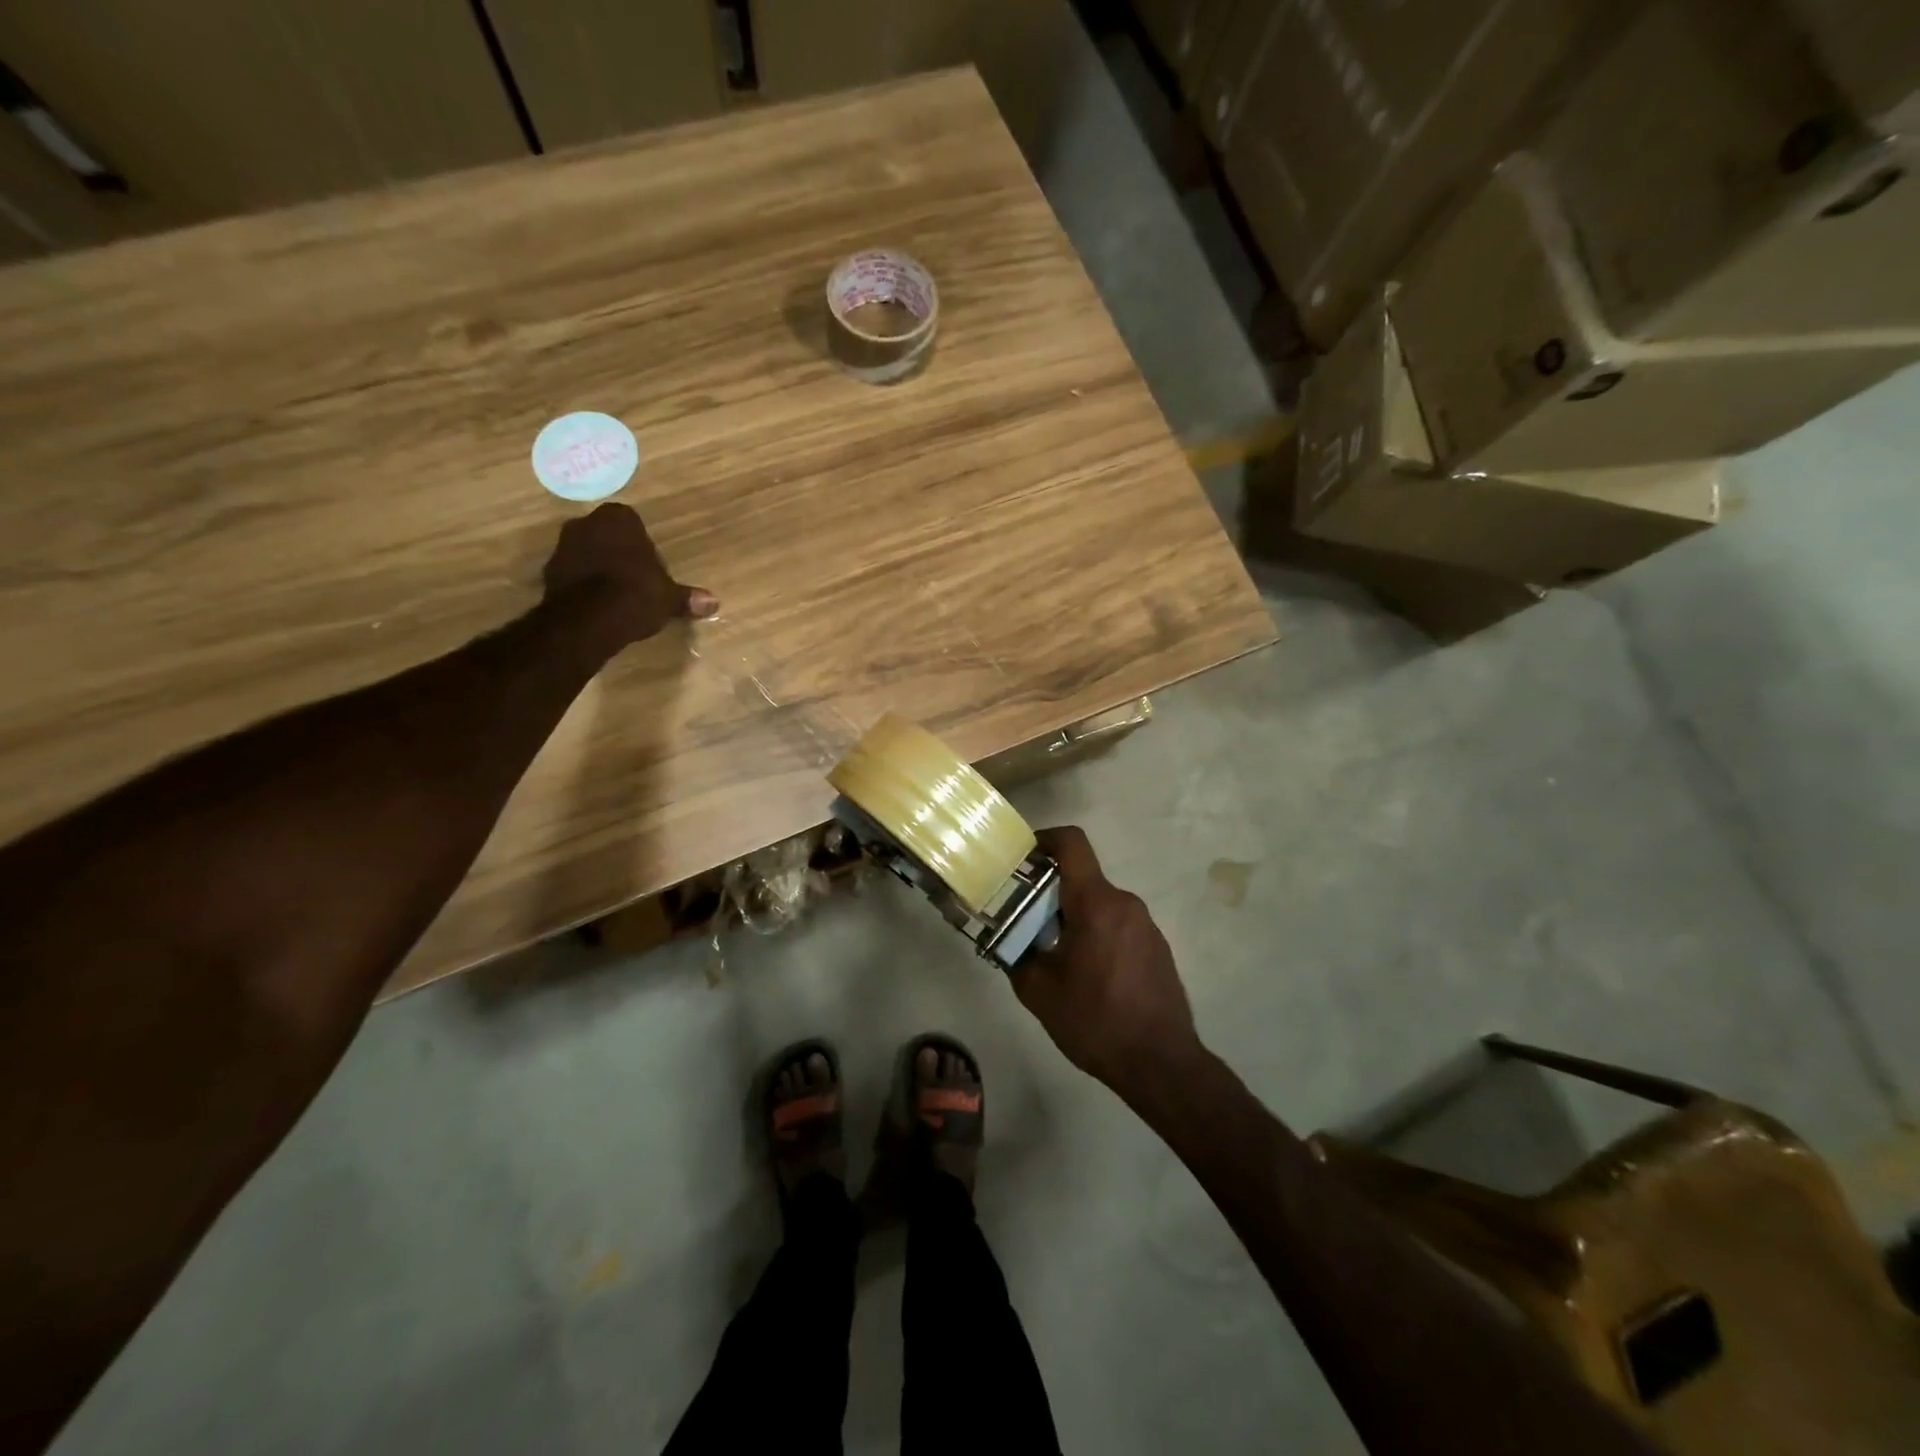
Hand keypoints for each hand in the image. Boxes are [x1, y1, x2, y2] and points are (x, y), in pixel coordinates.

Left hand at [543, 503, 717, 649]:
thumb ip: (687, 598)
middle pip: (607, 534)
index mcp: (619, 519)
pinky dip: (583, 584)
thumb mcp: (669, 599)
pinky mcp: (548, 572)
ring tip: (616, 595)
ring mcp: (563, 546)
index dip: (642, 545)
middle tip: (635, 579)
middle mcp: (586, 523)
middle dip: (618, 552)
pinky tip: (597, 605)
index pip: (632, 522)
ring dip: (598, 567)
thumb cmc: (635, 595)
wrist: (588, 620)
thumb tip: (714, 603)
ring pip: (587, 552)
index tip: (650, 566)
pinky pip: (572, 573)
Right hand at [1013, 825, 1204, 1100]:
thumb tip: (1009, 939)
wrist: (1161, 1063)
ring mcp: (1146, 925)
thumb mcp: (1038, 991)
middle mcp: (1125, 903)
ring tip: (1052, 954)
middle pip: (1081, 878)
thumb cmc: (1095, 1020)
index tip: (1022, 858)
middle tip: (1024, 921)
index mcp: (1096, 903)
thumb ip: (1017, 954)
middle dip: (1050, 892)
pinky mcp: (1157, 946)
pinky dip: (1095, 934)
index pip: (1072, 843)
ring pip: (1098, 904)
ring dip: (1073, 917)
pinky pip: (1117, 925)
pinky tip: (1085, 974)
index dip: (1044, 839)